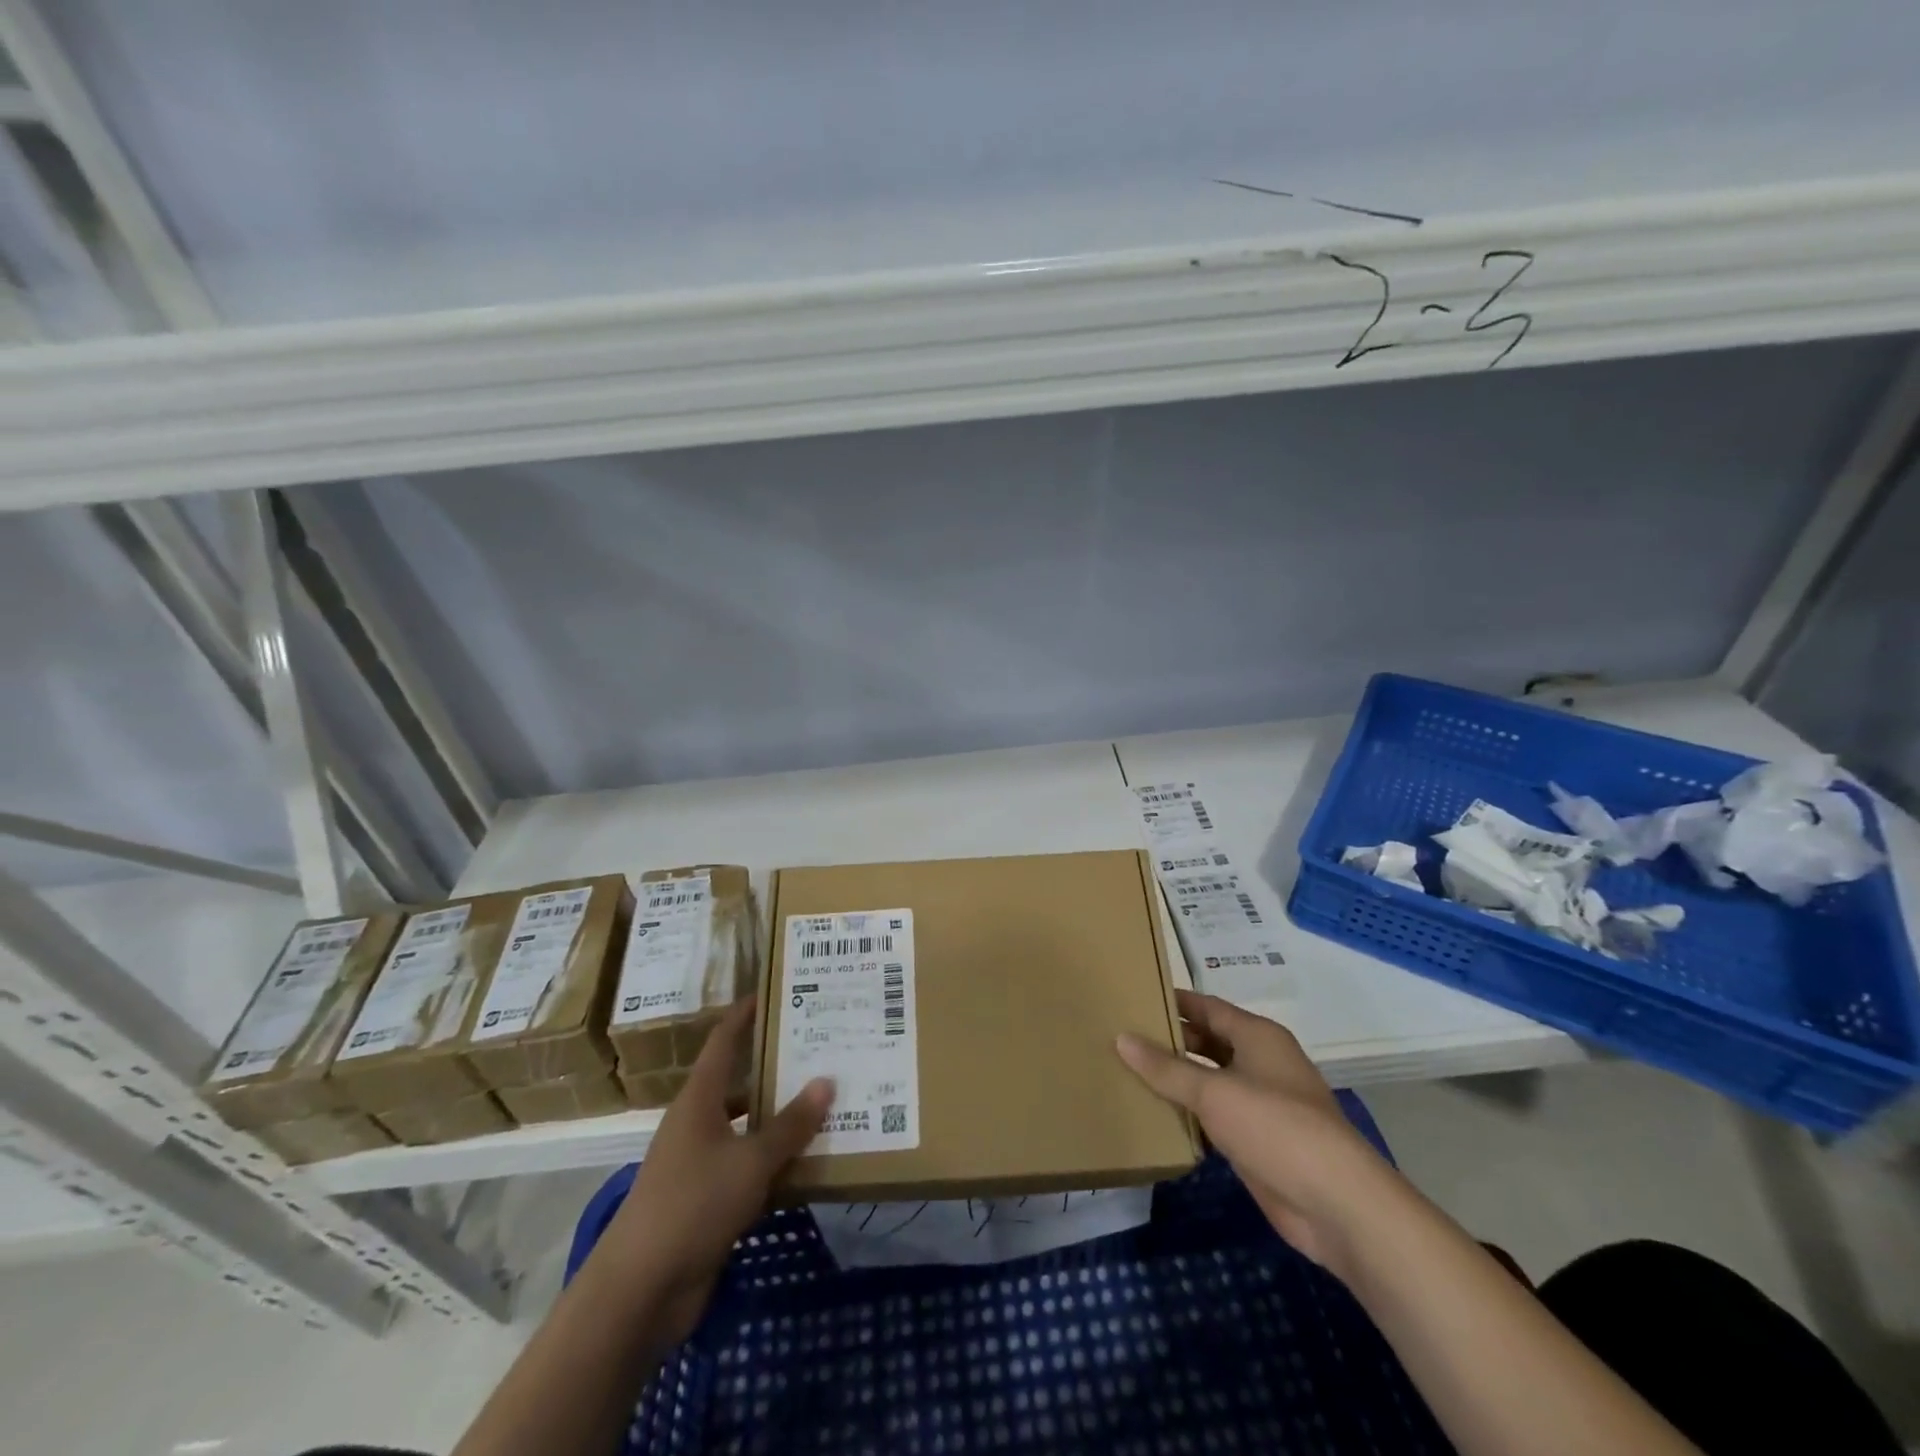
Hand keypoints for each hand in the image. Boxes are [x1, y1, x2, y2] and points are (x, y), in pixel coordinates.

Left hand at [593, 998, 832, 1341]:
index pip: (724, 1041)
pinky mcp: (708, 1201)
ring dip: (783, 1120)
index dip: (746, 1014)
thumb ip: (790, 1125)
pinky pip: (750, 1168)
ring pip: (749, 1129)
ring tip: (828, 1104)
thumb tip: (826, 1081)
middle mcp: (699, 1123)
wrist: (640, 1290)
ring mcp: (701, 1163)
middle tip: (823, 1051)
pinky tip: (811, 1164)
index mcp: (700, 1100)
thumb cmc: (692, 1205)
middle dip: (779, 1069)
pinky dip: (777, 1163)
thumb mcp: (750, 1161)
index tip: (775, 993)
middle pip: (741, 1083)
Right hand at [1116, 990, 1396, 1272]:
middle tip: (1121, 1036)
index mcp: (1257, 1036)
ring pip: (1210, 1080)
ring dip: (1177, 1079)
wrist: (1336, 1204)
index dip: (1172, 1001)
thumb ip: (1166, 1068)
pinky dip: (1189, 1114)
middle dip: (1170, 1040)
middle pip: (1208, 1041)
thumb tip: (1121, 1038)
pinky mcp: (1258, 1141)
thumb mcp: (1214, 1092)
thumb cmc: (1276, 1127)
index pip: (1206, 1007)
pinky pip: (1215, 1116)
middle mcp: (1261, 1062)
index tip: (1133, 996)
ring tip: (1127, 1071)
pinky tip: (1156, 1115)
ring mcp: (1261, 1103)